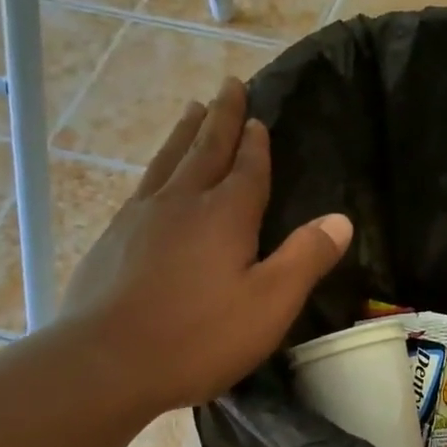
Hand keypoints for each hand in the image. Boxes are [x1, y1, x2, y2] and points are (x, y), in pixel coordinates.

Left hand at [57, 77, 352, 413]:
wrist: (106, 361)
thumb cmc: (198, 337)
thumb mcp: (269, 305)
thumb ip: (305, 258)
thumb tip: (340, 219)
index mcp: (224, 214)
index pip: (247, 168)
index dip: (255, 143)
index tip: (257, 117)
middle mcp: (181, 202)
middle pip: (204, 148)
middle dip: (221, 118)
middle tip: (228, 85)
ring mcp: (140, 217)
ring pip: (168, 160)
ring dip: (185, 133)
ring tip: (192, 109)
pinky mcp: (111, 238)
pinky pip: (142, 186)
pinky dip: (157, 167)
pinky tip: (154, 176)